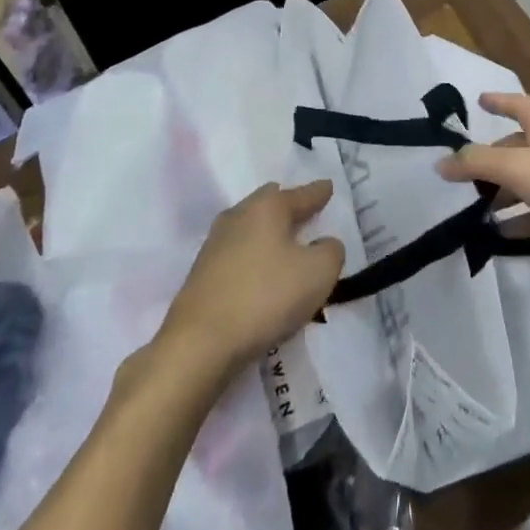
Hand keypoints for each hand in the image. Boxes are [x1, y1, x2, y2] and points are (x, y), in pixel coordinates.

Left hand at [160, 181, 344, 376]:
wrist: (199, 343)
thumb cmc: (266, 297)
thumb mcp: (318, 273)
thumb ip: (330, 251)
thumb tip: (323, 244)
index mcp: (267, 207)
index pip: (301, 194)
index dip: (318, 192)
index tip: (328, 186)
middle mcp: (238, 216)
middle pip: (269, 203)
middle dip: (288, 206)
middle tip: (305, 212)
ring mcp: (215, 244)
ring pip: (250, 229)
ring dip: (268, 236)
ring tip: (285, 246)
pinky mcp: (202, 274)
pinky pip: (238, 256)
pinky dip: (253, 260)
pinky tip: (261, 276)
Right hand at [438, 93, 529, 263]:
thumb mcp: (516, 166)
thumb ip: (476, 162)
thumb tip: (441, 162)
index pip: (517, 104)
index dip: (497, 101)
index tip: (479, 100)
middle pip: (518, 146)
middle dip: (492, 159)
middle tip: (465, 175)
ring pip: (528, 180)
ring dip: (504, 193)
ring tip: (476, 210)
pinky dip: (522, 218)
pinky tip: (502, 234)